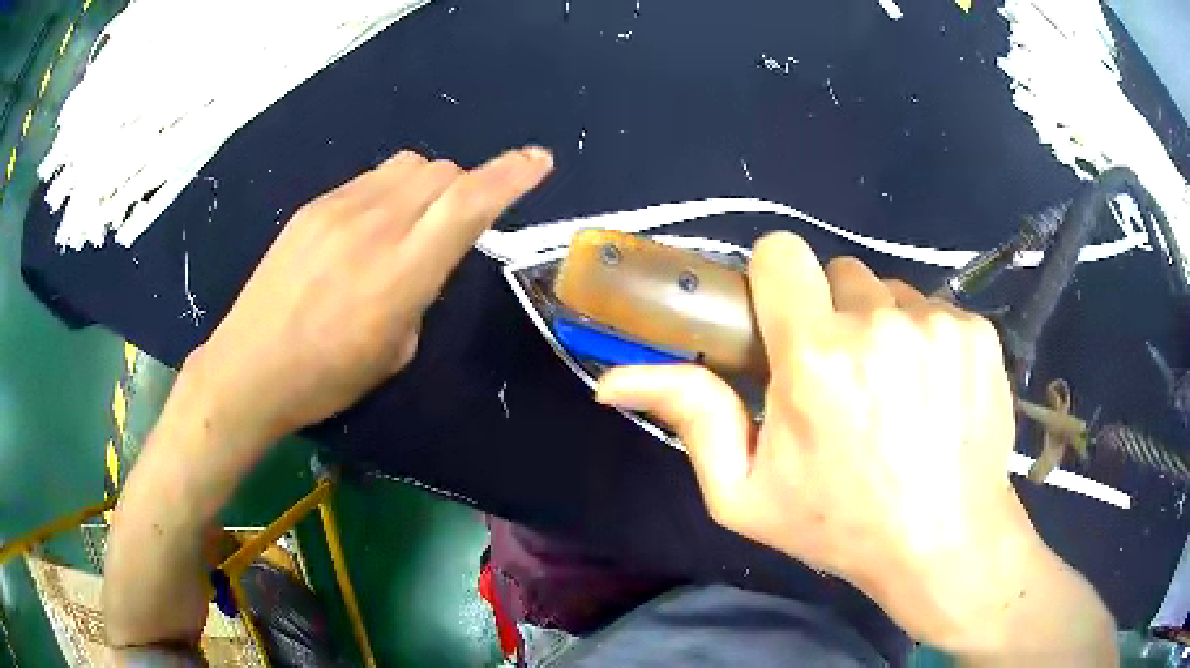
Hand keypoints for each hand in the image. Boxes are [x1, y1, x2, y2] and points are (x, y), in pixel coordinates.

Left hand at [192, 146, 553, 444]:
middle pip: (442, 172)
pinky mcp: (313, 207)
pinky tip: (366, 229)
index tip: (538, 161)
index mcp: (401, 273)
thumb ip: (422, 290)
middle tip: (453, 223)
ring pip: (407, 166)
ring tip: (409, 223)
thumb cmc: (326, 378)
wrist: (249, 367)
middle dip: (464, 187)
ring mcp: (338, 209)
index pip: (468, 203)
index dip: (510, 176)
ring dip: (426, 185)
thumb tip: (425, 257)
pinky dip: (388, 193)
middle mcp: (375, 226)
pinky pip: (369, 180)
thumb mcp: (395, 349)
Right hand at [595, 233, 1063, 650]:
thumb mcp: (745, 494)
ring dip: (885, 330)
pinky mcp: (978, 332)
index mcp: (815, 356)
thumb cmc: (841, 526)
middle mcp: (879, 323)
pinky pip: (938, 312)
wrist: (945, 542)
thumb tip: (615, 380)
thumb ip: (691, 421)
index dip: (777, 281)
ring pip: (893, 293)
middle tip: (846, 379)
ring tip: (896, 394)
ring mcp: (938, 324)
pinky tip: (936, 396)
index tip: (786, 322)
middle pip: (842, 274)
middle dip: (835, 315)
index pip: (782, 253)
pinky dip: (931, 343)